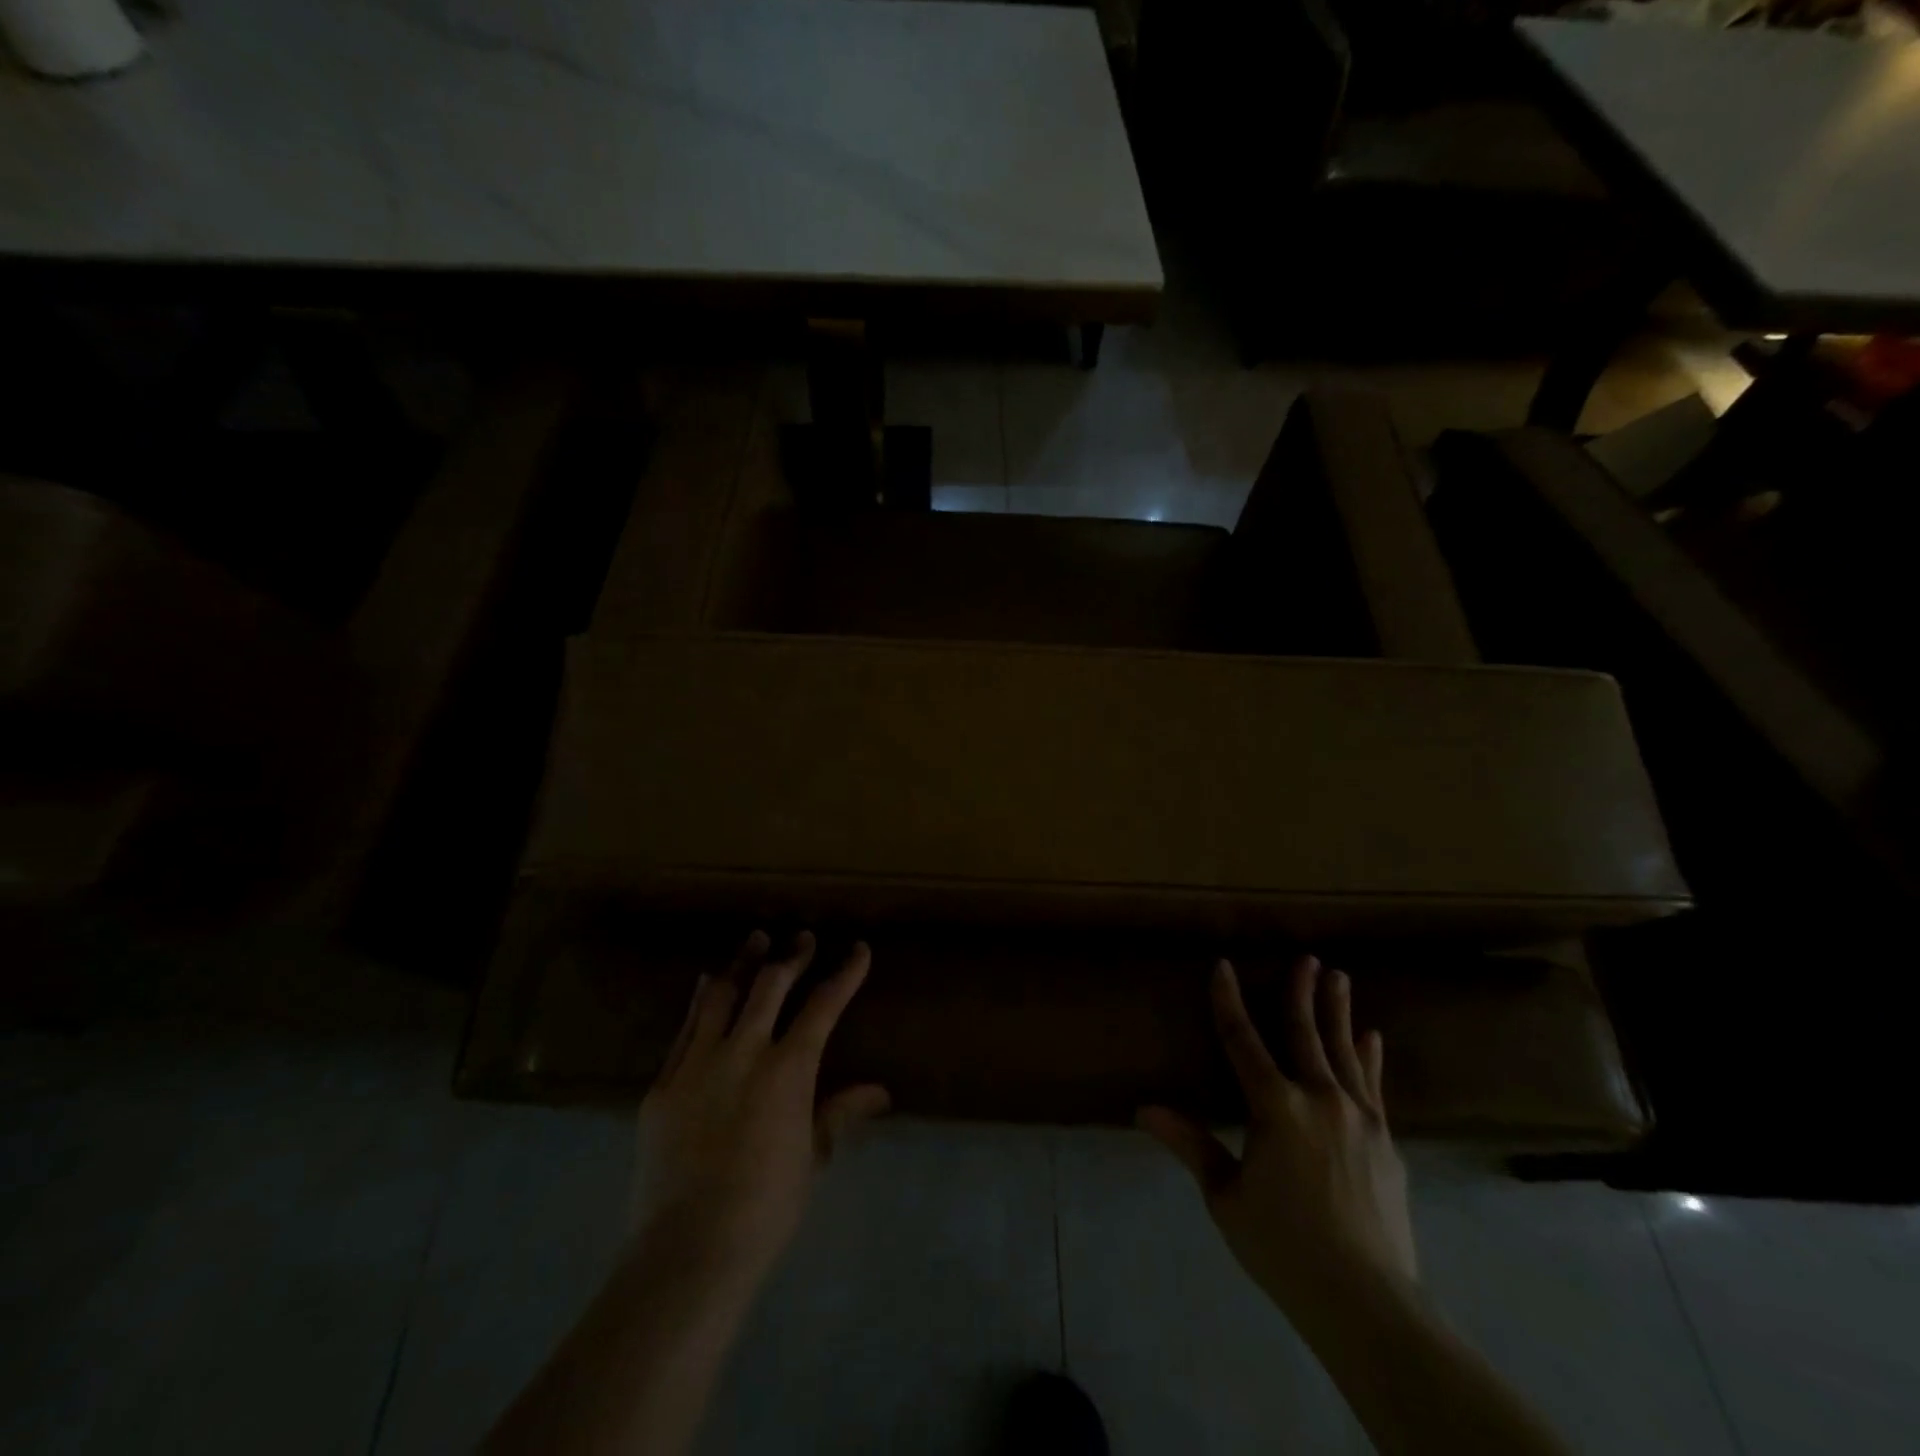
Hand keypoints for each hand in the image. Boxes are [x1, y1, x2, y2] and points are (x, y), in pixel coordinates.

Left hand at [634, 930, 889, 1291]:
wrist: (687, 1250)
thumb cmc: (766, 1208)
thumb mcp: (812, 1157)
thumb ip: (840, 1113)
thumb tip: (880, 1092)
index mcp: (788, 1069)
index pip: (824, 1006)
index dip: (845, 974)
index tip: (858, 950)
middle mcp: (744, 1052)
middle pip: (771, 986)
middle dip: (791, 957)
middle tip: (802, 938)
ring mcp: (698, 1064)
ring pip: (723, 996)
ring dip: (743, 964)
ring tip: (755, 940)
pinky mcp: (663, 1084)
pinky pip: (685, 1029)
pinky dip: (701, 1001)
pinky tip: (707, 984)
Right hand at [1140, 956, 1417, 1331]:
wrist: (1367, 1301)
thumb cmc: (1283, 1246)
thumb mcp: (1226, 1196)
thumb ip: (1190, 1145)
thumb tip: (1143, 1109)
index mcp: (1275, 1107)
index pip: (1242, 1040)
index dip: (1229, 1001)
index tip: (1223, 966)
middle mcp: (1319, 1098)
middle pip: (1304, 1033)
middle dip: (1300, 992)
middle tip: (1306, 957)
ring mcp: (1359, 1117)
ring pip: (1343, 1050)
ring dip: (1338, 1012)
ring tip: (1338, 977)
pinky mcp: (1385, 1140)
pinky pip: (1373, 1084)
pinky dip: (1370, 1057)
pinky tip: (1372, 1038)